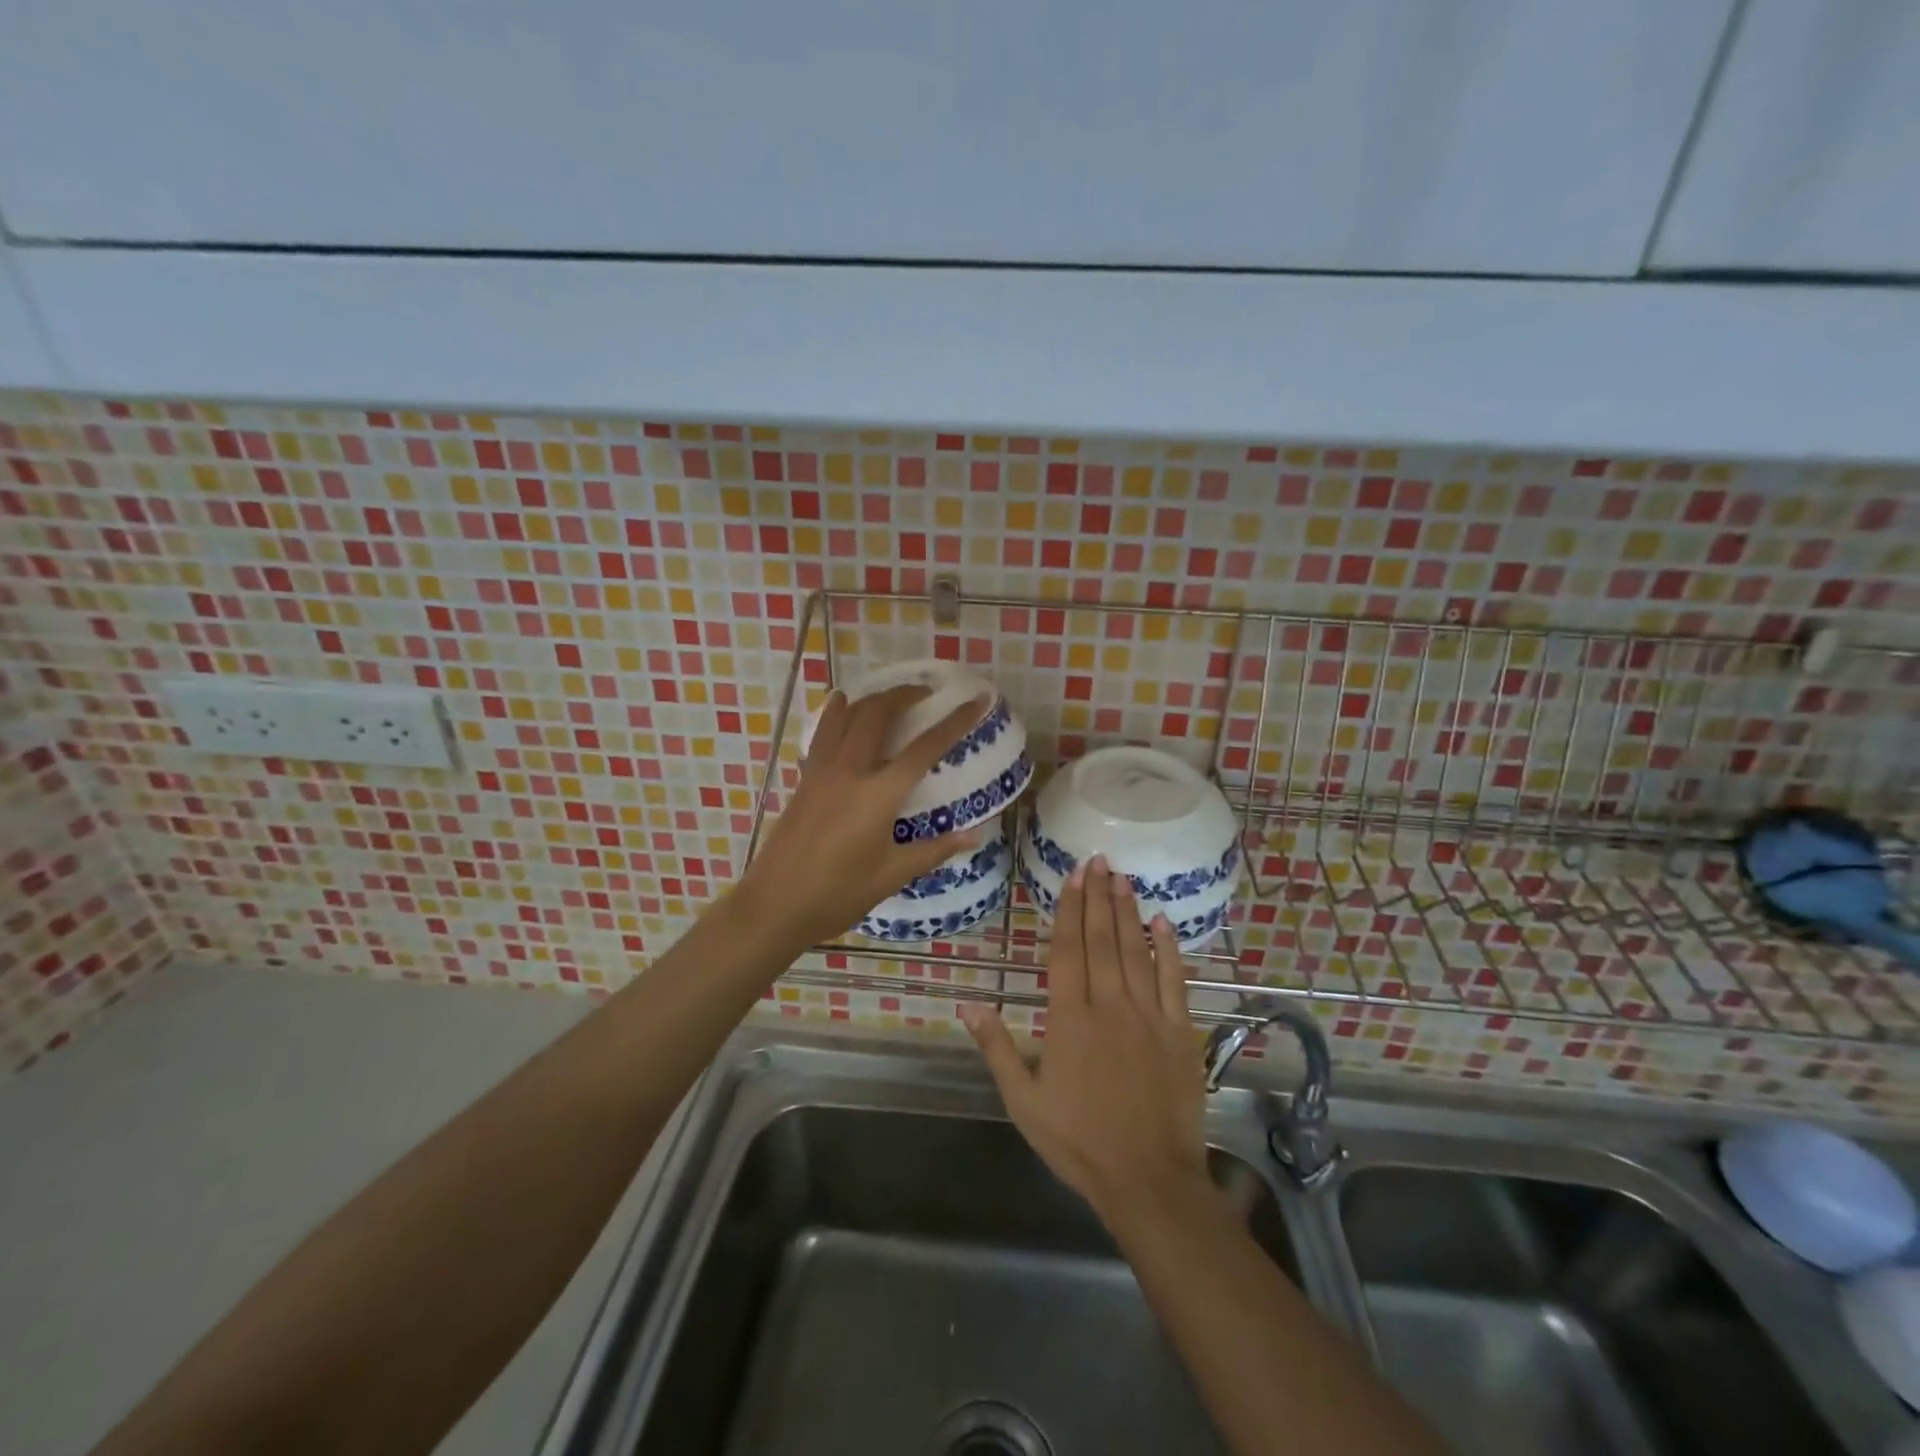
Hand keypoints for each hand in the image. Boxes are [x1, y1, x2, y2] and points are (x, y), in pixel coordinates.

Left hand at [736, 685, 986, 947]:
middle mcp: (850, 770)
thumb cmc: (838, 895)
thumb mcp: (892, 875)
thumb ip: (935, 850)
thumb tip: (975, 835)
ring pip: (847, 714)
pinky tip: (843, 708)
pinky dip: (838, 712)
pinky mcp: (804, 778)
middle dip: (905, 695)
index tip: (977, 700)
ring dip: (872, 698)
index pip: (925, 747)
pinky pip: (824, 731)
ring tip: (891, 699)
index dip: (955, 721)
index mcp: (878, 795)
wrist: (775, 905)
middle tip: (927, 695)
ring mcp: (822, 770)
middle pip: (878, 713)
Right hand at [962, 856, 1209, 1227]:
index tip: (1073, 876)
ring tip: (1123, 878)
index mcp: (1069, 1018)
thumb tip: (967, 1004)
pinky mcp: (1181, 1032)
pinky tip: (1162, 922)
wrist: (1148, 1180)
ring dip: (1128, 912)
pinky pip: (1175, 980)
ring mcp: (1149, 1016)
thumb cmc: (1079, 1142)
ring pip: (1136, 951)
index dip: (1069, 909)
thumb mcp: (1023, 1101)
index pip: (1067, 949)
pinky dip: (1169, 948)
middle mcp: (1110, 1005)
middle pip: (1102, 939)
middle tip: (1099, 860)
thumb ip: (997, 1048)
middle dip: (1098, 897)